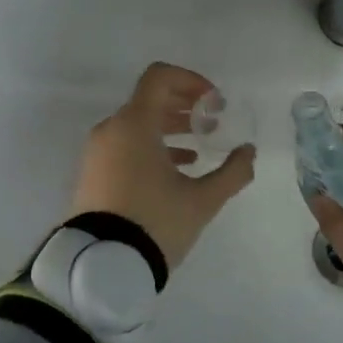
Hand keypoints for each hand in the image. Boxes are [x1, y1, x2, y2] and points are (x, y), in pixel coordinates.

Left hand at [70, 63, 256, 270]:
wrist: (101, 264)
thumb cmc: (155, 222)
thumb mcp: (202, 200)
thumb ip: (232, 172)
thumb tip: (248, 152)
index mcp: (135, 124)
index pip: (159, 77)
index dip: (191, 81)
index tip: (214, 103)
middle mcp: (112, 129)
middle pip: (149, 99)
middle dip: (184, 106)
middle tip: (212, 122)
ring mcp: (98, 151)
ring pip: (137, 124)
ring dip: (170, 127)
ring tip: (199, 146)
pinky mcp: (93, 173)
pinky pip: (125, 145)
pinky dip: (151, 146)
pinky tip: (177, 168)